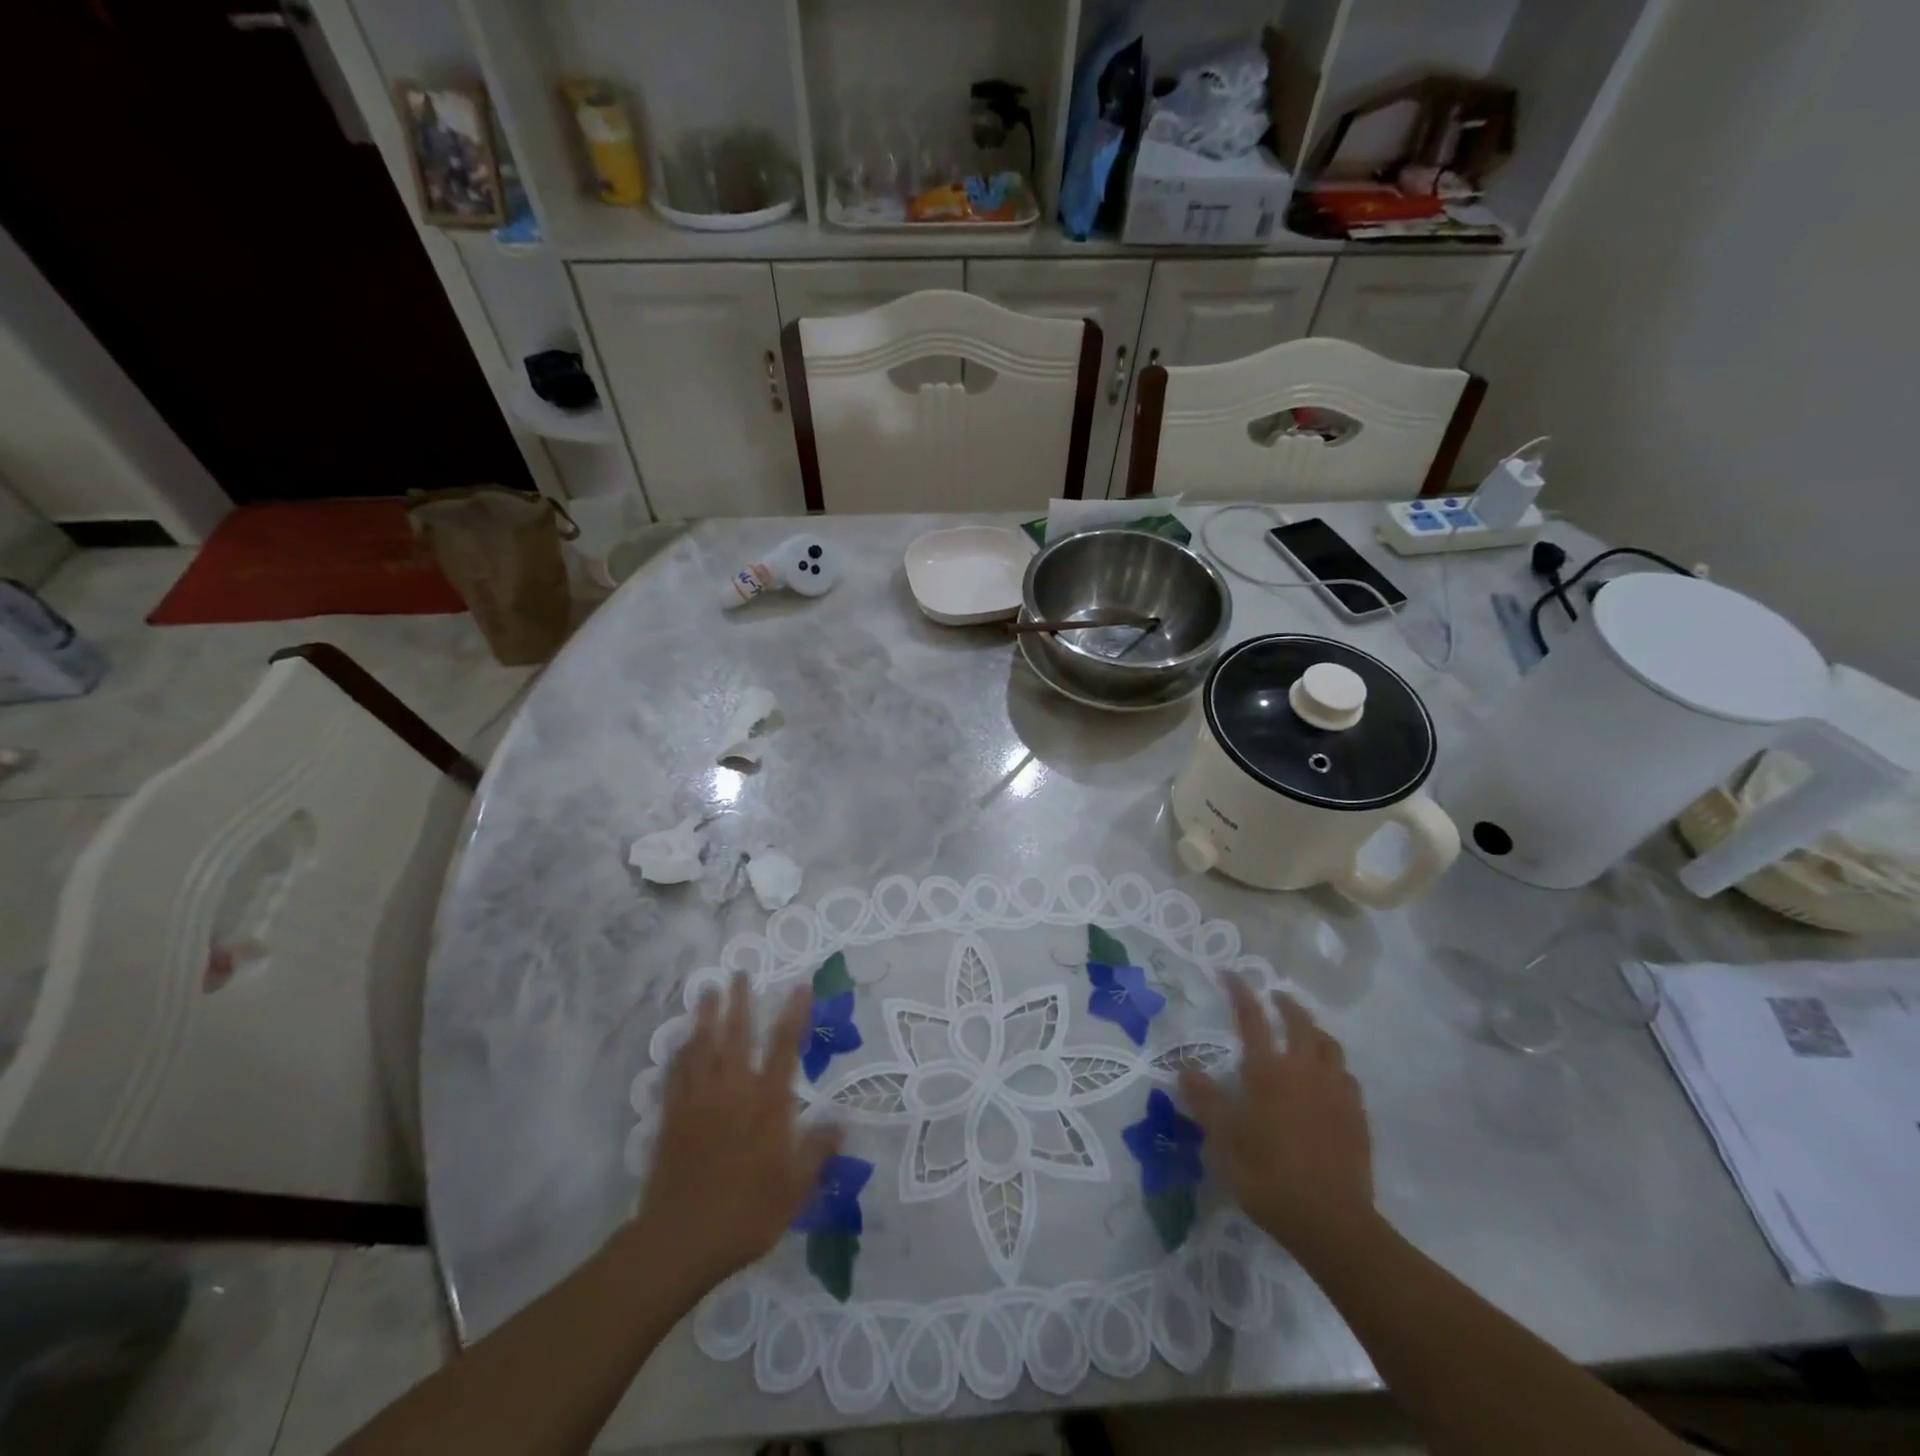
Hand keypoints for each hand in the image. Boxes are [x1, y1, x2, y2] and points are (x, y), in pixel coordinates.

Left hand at [632, 974, 840, 1290]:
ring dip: (704, 1016)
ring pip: (702, 1047)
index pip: (784, 1047)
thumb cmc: (745, 1214)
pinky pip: (675, 1075)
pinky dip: (678, 1053)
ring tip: (706, 990)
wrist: (680, 1241)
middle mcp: (733, 1092)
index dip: (794, 1013)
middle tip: (738, 973)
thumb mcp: (794, 1189)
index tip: (800, 985)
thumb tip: (841, 1122)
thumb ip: (816, 1151)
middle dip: (739, 1002)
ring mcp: (698, 1102)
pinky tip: (678, 1042)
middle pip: (736, 1036)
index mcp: (767, 1104)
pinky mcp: (671, 1118)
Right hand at [1179, 975, 1375, 1261]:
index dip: (1240, 993)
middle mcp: (1305, 1072)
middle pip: (1300, 1023)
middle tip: (1275, 997)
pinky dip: (1333, 1063)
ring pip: (1329, 1045)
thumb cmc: (1269, 1179)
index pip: (1252, 1019)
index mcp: (1269, 1073)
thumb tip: (1184, 1068)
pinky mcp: (1357, 1115)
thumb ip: (1206, 1102)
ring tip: (1304, 1031)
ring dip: (1314, 1030)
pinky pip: (1346, 1075)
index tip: (1230, 974)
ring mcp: (1336, 1092)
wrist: (1333, 1224)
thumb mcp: (1224, 1142)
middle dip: (1286, 1004)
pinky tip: (1327, 1076)